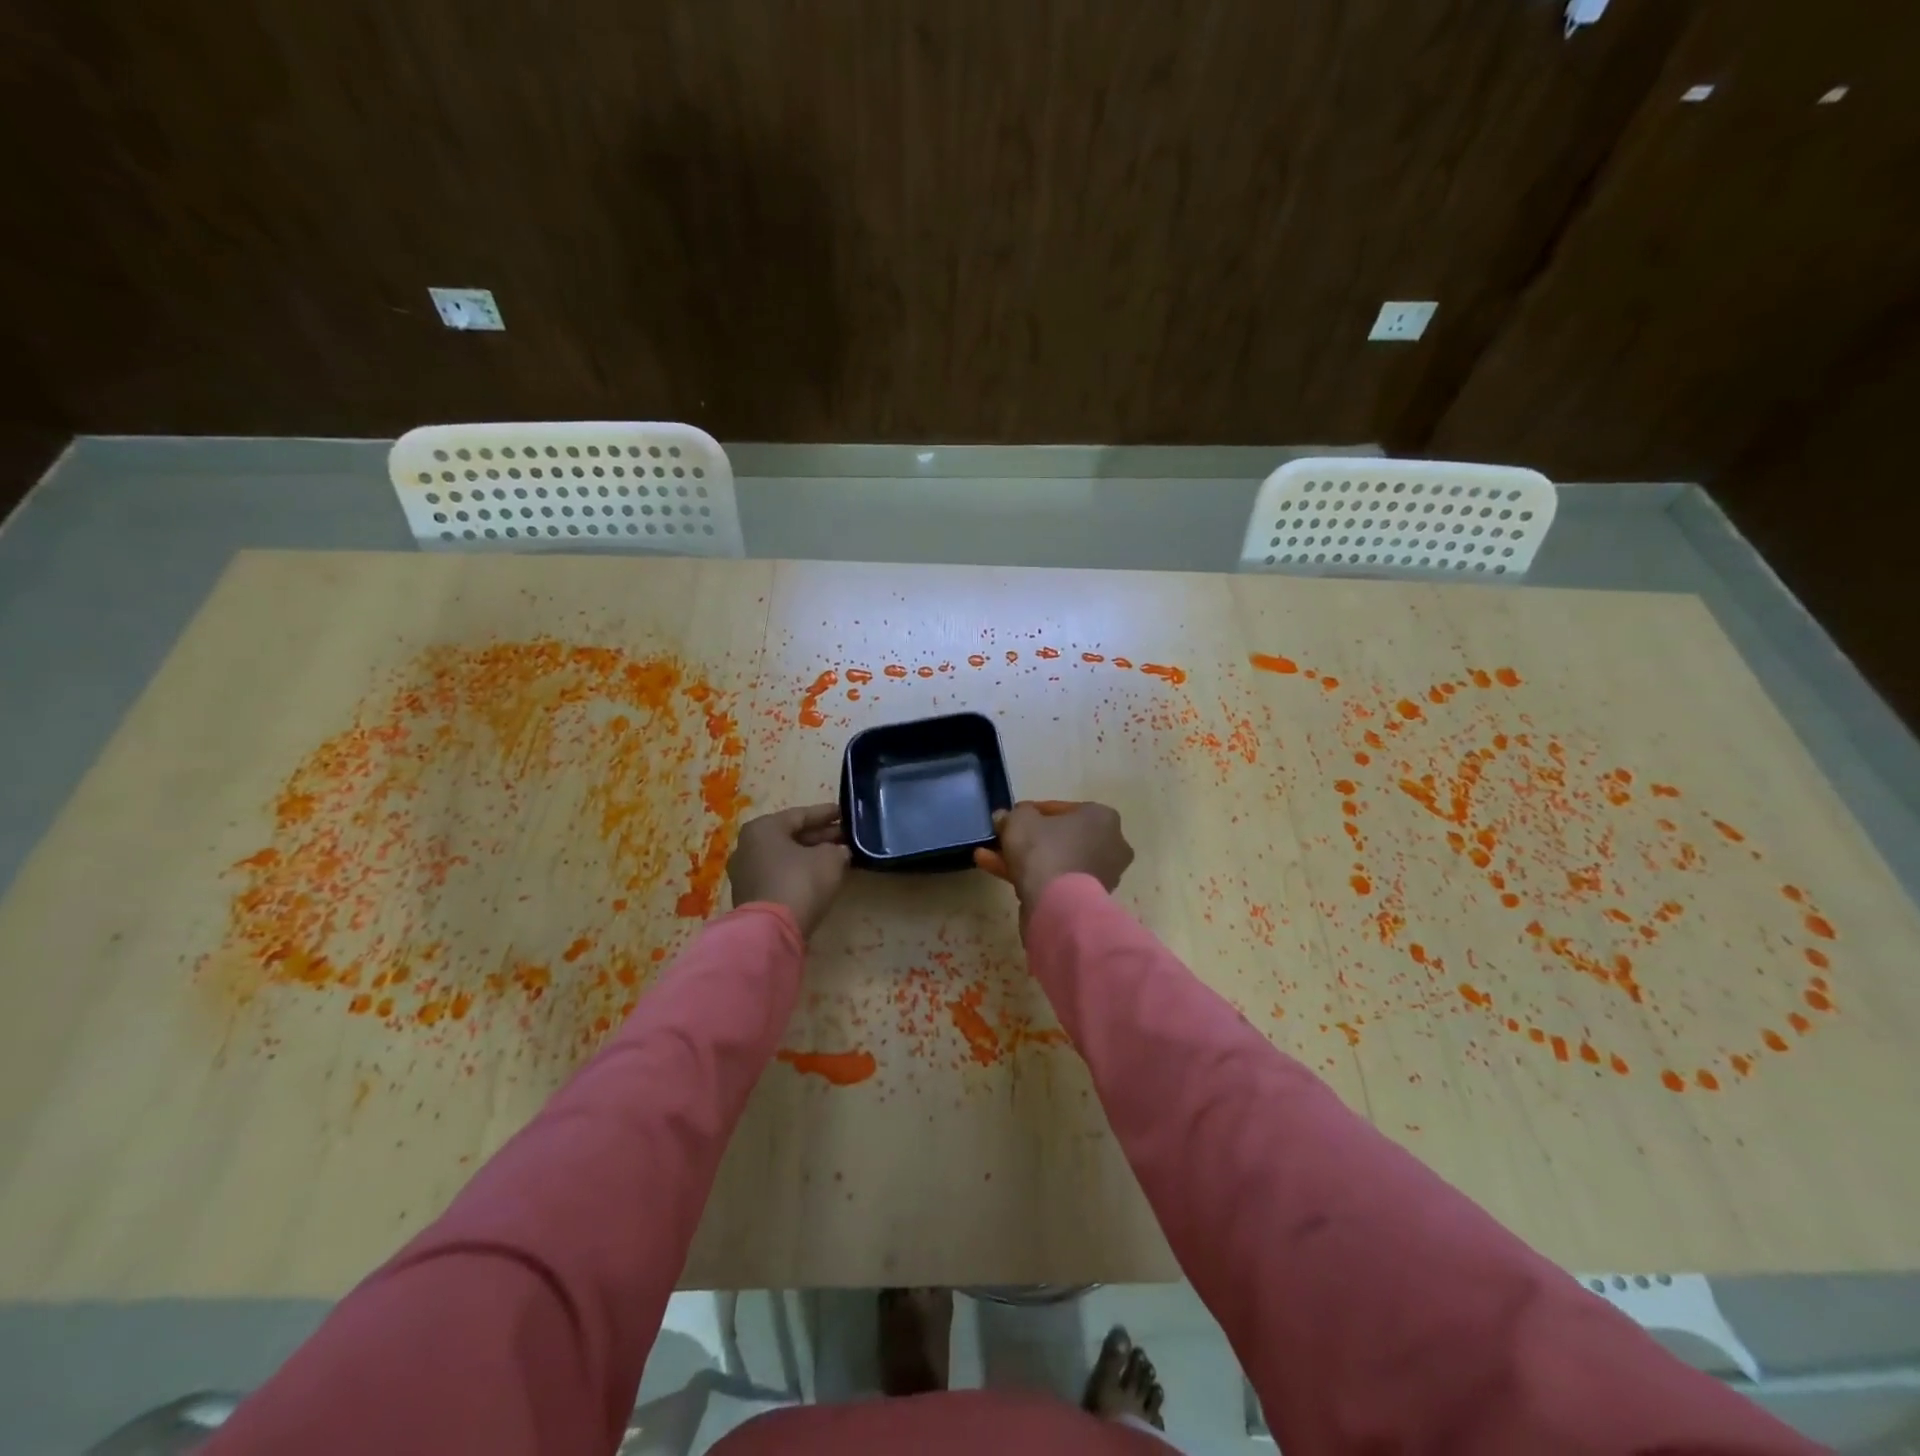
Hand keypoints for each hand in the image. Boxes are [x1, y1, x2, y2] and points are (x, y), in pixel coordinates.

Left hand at [727, 804, 850, 938]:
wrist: (771, 930)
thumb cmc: (800, 882)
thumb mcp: (831, 859)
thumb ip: (838, 849)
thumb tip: (840, 851)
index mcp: (763, 828)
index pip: (800, 814)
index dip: (827, 814)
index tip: (846, 813)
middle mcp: (748, 846)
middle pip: (791, 836)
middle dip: (820, 836)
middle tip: (846, 837)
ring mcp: (746, 873)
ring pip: (785, 857)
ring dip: (811, 855)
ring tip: (837, 856)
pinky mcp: (750, 896)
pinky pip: (779, 875)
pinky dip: (799, 872)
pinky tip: (819, 876)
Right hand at [973, 799, 1132, 911]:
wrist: (1058, 906)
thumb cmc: (1044, 850)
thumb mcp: (1020, 819)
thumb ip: (1013, 814)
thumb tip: (1006, 817)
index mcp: (1102, 817)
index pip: (1063, 809)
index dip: (1032, 812)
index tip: (1012, 818)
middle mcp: (1110, 844)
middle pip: (1059, 837)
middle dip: (1028, 839)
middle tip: (1002, 838)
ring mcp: (1102, 875)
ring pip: (1056, 860)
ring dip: (1024, 858)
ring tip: (987, 857)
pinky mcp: (1089, 899)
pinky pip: (1057, 881)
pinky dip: (1032, 877)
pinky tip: (998, 872)